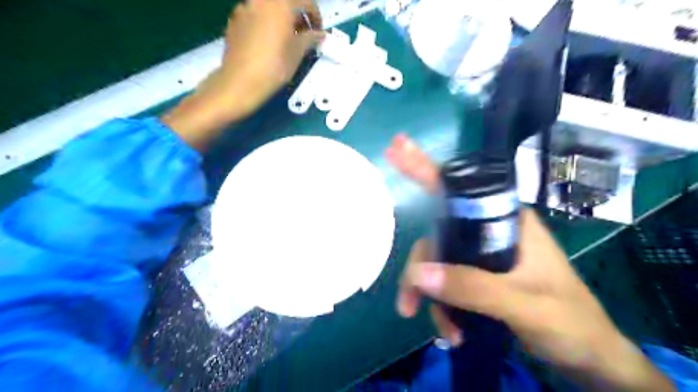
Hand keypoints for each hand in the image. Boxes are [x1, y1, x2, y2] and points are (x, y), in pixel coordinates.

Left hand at [163, 0, 323, 148]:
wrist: (240, 81)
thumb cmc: (275, 66)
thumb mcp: (298, 52)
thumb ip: (311, 38)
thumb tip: (320, 34)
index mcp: (280, 2)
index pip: (305, 1)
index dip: (316, 16)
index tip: (319, 33)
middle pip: (285, 2)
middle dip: (298, 16)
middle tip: (304, 37)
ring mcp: (244, 7)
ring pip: (269, 8)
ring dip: (282, 19)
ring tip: (286, 41)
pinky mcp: (234, 20)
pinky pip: (256, 16)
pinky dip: (267, 24)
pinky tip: (268, 44)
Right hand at [384, 133, 672, 390]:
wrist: (588, 357)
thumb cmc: (569, 322)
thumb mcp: (524, 305)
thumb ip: (473, 287)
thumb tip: (419, 274)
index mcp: (507, 221)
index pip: (459, 187)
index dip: (425, 167)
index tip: (396, 148)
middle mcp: (489, 231)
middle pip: (438, 235)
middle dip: (421, 269)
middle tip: (408, 302)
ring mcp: (481, 254)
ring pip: (438, 262)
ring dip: (431, 296)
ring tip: (444, 330)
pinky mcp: (478, 276)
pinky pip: (447, 282)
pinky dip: (443, 307)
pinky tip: (452, 331)